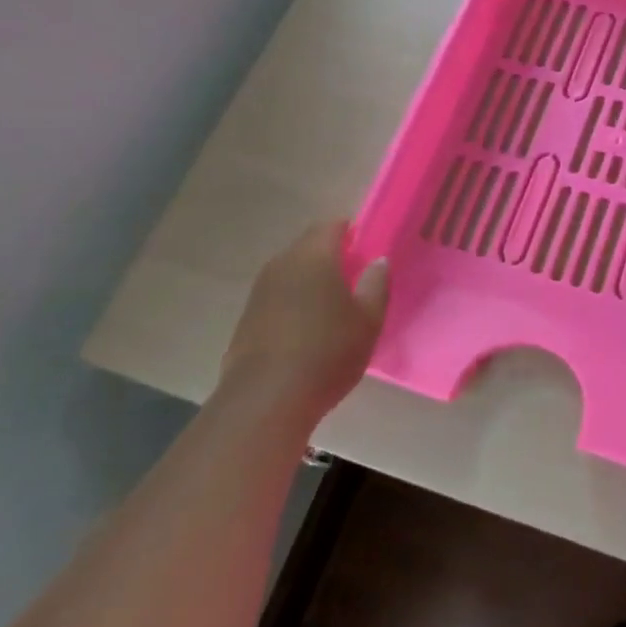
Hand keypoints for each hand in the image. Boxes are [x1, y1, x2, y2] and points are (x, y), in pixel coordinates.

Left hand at [217, 221, 388, 426]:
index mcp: (314, 256)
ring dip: (311, 280)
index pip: (332, 225)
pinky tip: (307, 330)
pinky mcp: (247, 318)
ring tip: (333, 306)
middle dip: (332, 255)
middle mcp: (282, 264)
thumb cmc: (327, 352)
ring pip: (291, 271)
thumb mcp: (369, 319)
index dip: (352, 232)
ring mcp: (259, 291)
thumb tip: (378, 261)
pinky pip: (277, 296)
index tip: (368, 250)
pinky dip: (294, 302)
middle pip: (309, 246)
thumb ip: (377, 284)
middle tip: (356, 278)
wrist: (266, 401)